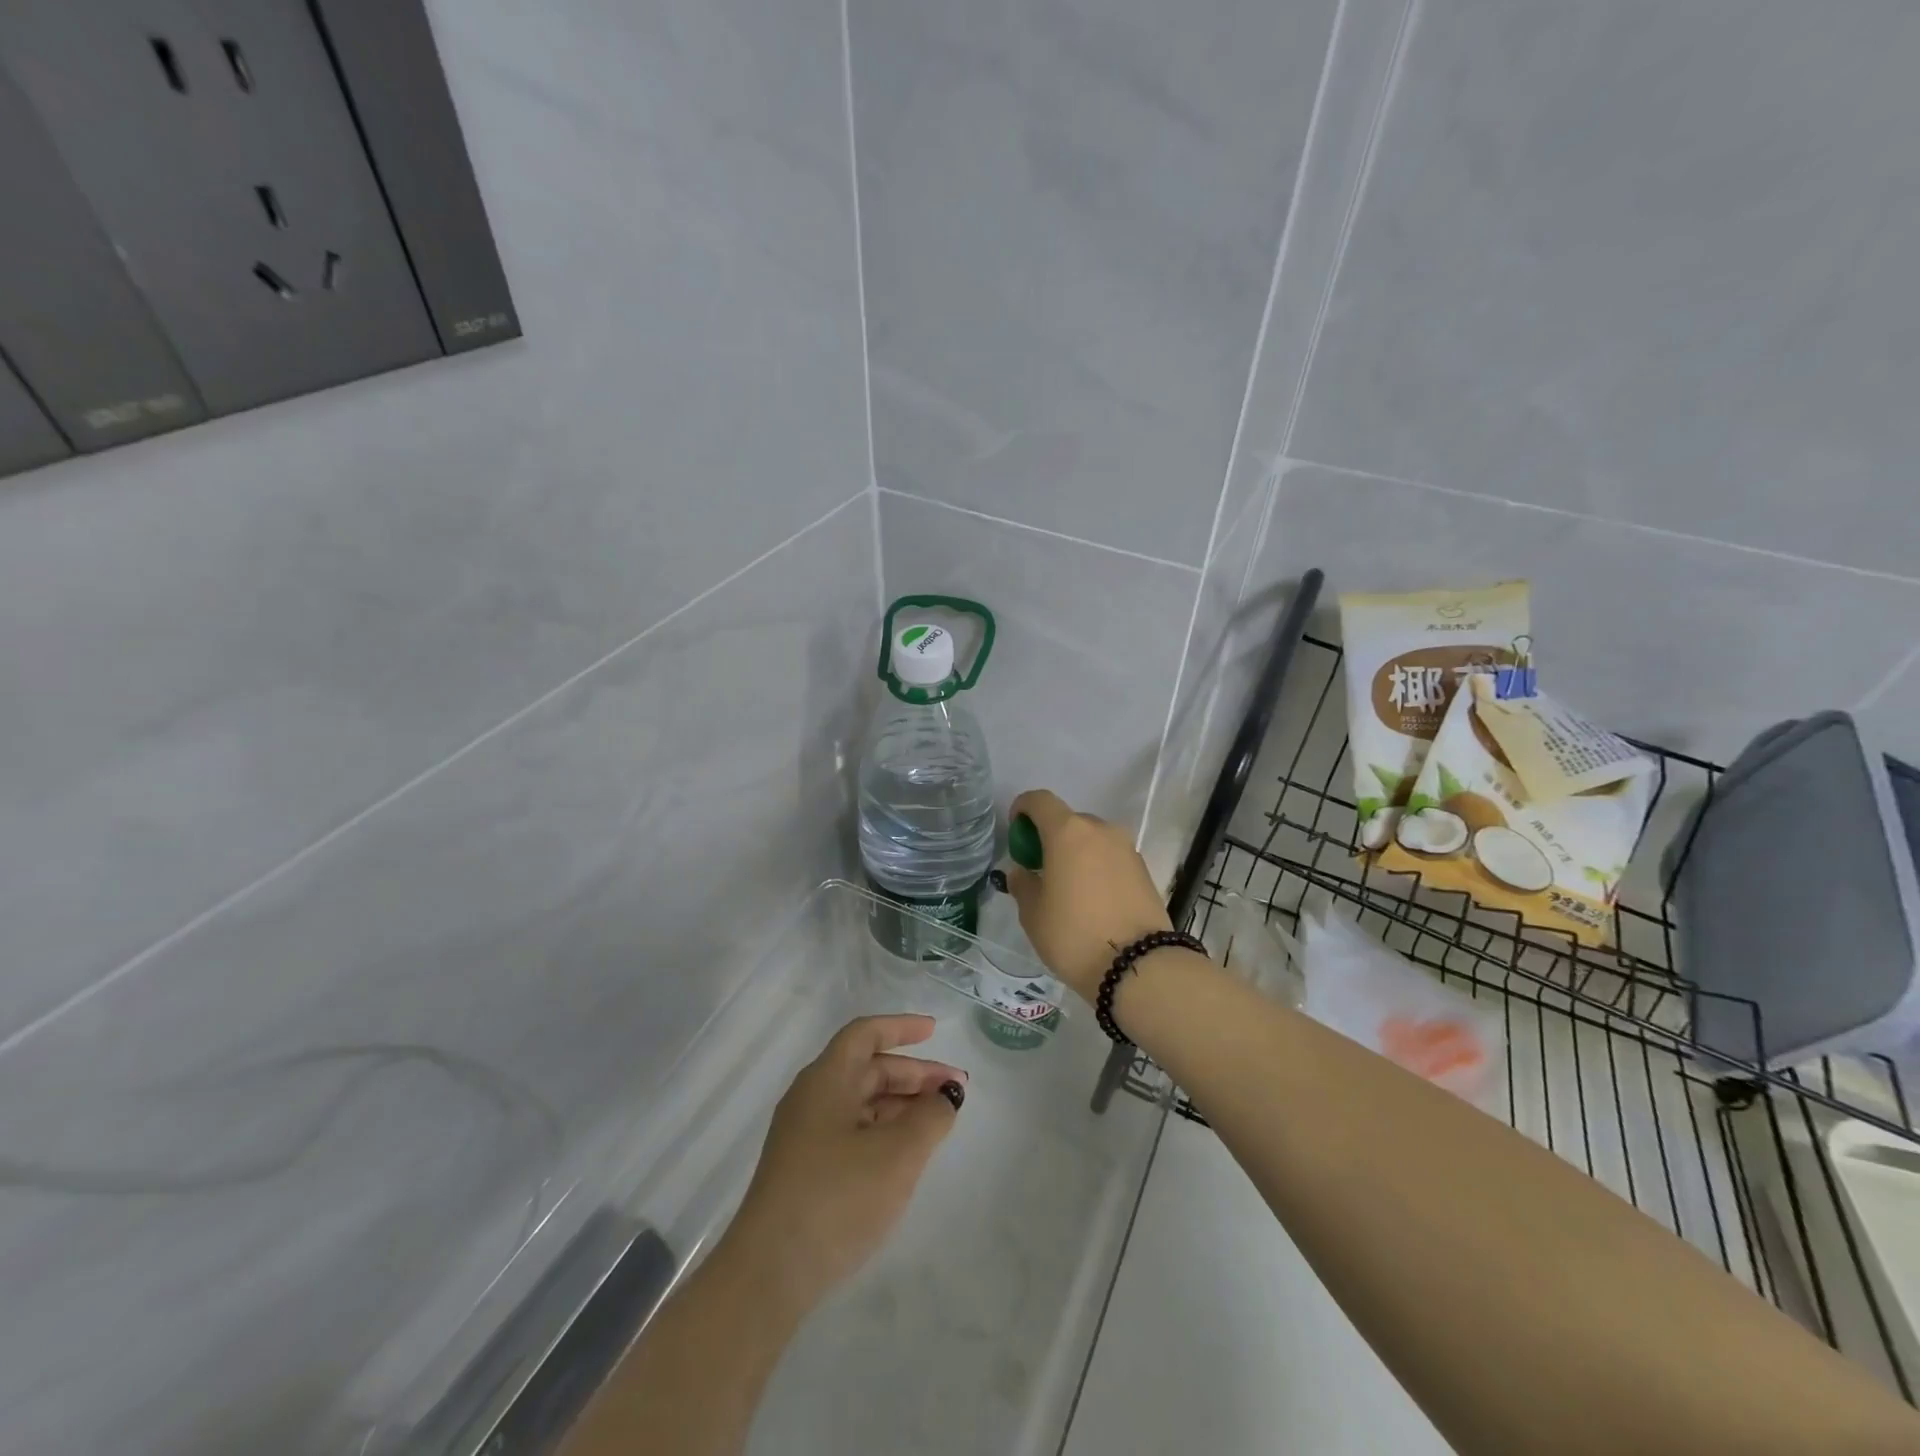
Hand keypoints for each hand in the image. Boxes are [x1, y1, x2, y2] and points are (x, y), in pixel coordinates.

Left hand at [720, 1015, 964, 1317]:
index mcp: (826, 1080)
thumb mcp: (898, 1154)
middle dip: (913, 1074)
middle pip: (867, 1069)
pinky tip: (905, 1153)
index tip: (934, 1030)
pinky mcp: (804, 1171)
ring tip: (938, 1121)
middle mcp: (811, 1099)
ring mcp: (804, 1136)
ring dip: (901, 1104)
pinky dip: (884, 1130)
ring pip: (861, 1102)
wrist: (769, 1276)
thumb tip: (946, 1095)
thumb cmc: (837, 1198)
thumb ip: (930, 1117)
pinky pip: (851, 1131)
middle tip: (954, 1090)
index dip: (900, 1027)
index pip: (864, 1035)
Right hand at [1005, 789, 1172, 1001]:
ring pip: (1093, 840)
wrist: (1139, 966)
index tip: (1017, 834)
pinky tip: (1094, 902)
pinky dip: (1098, 869)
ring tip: (1070, 891)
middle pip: (1068, 821)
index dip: (1023, 809)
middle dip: (1051, 838)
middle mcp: (1100, 830)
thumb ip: (1023, 885)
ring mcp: (1127, 848)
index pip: (1040, 800)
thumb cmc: (1074, 935)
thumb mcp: (1033, 915)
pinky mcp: (1144, 870)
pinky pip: (1112, 858)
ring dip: (1077, 854)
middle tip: (1042, 871)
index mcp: (1068, 832)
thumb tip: (1022, 873)